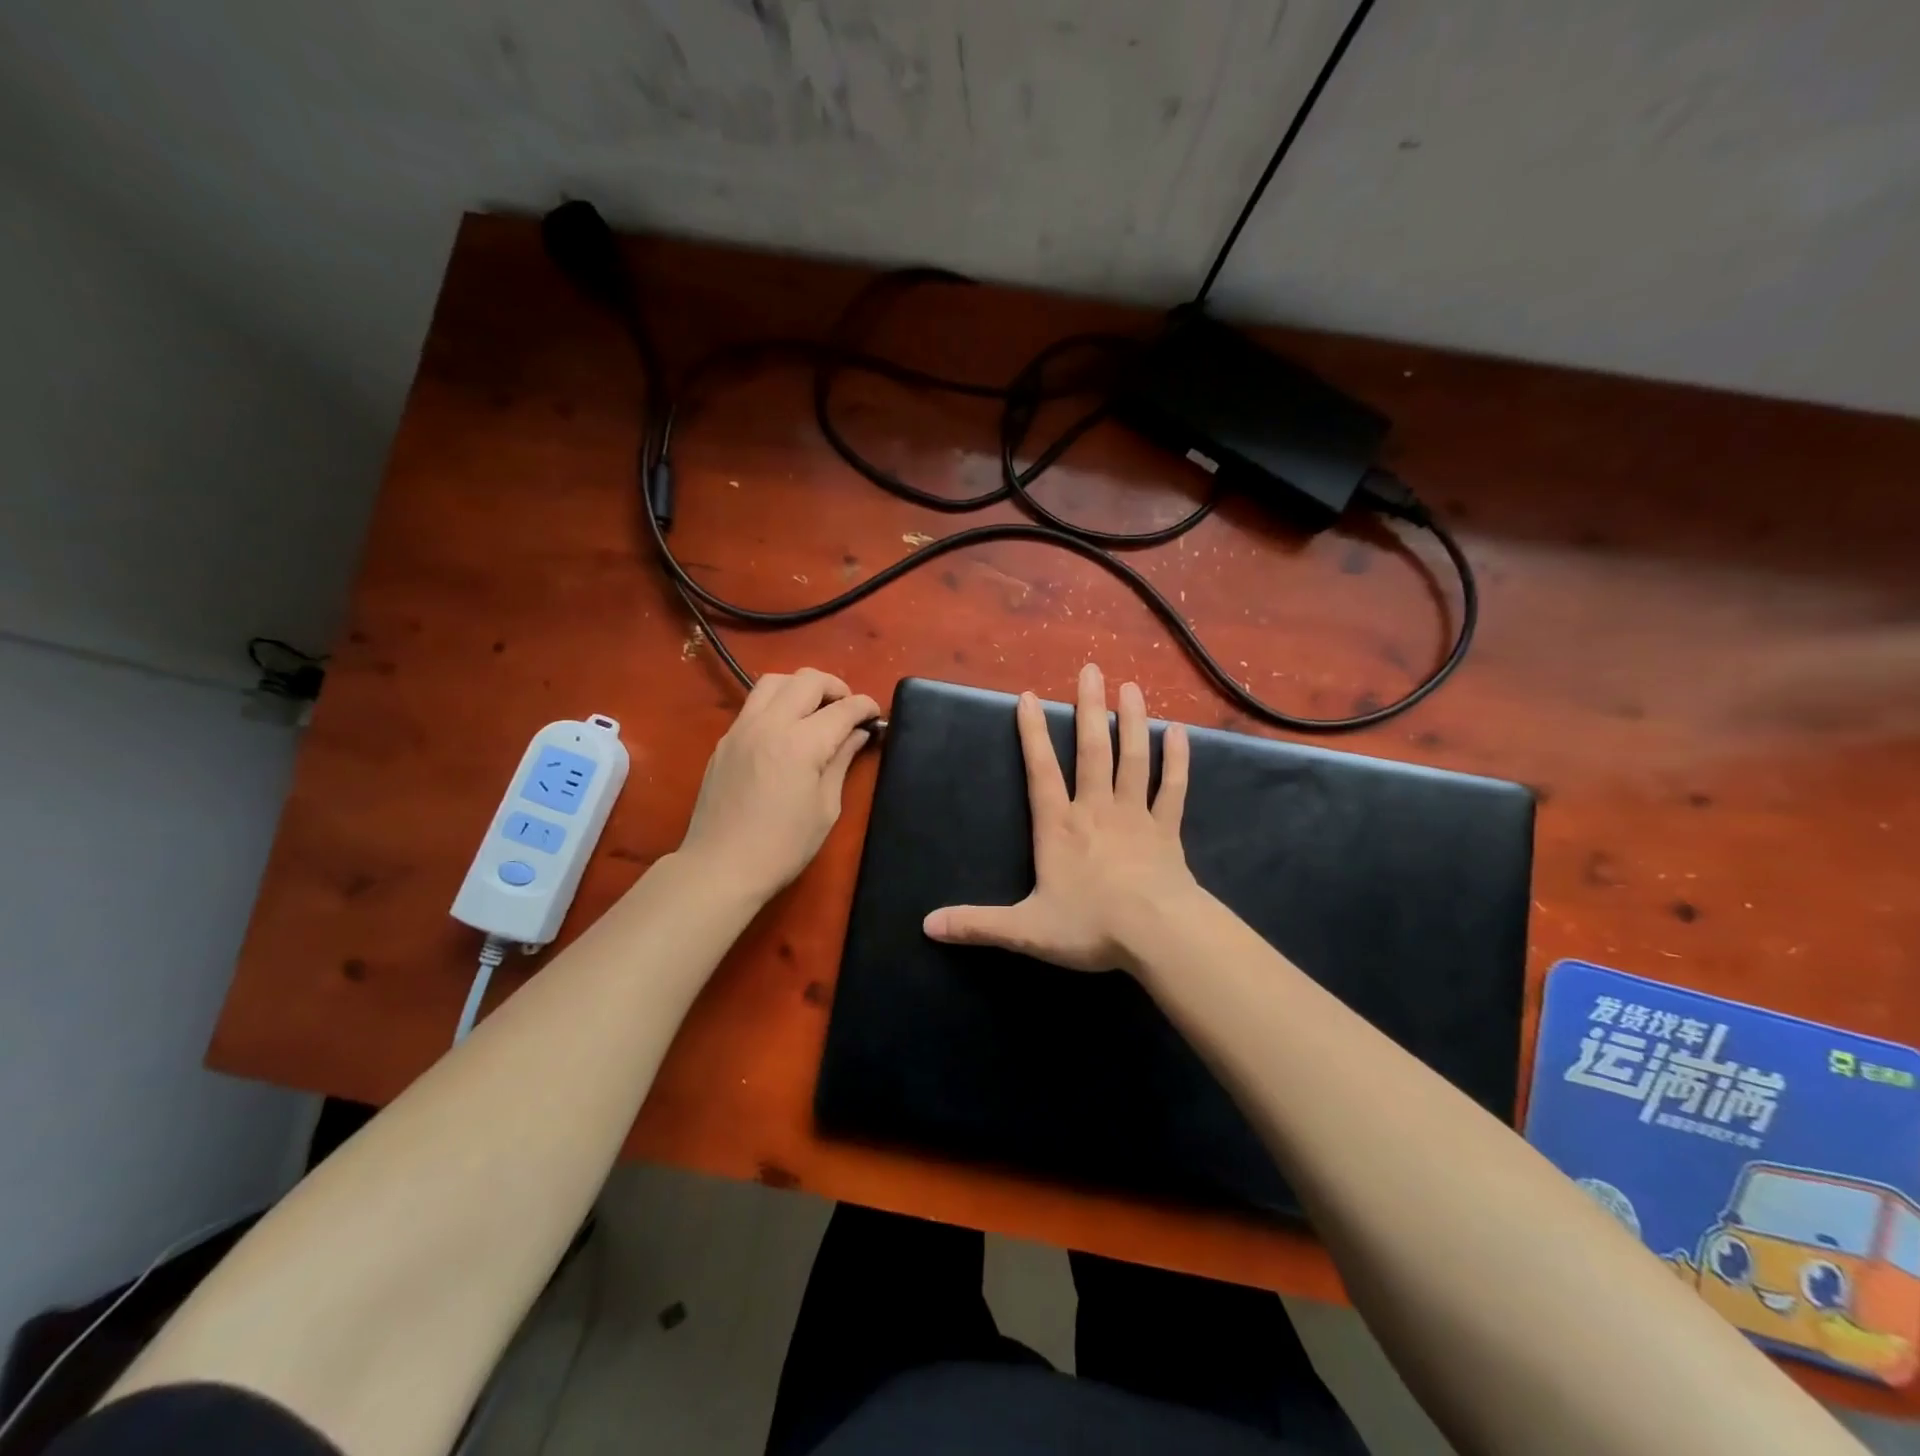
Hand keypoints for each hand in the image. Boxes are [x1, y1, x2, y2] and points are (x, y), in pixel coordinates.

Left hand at [679, 669, 879, 899]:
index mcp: (801, 744)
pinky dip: (777, 702)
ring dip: (801, 686)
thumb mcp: (825, 808)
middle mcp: (770, 724)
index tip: (876, 715)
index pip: (842, 709)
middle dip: (835, 687)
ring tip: (816, 708)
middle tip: (848, 708)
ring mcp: (742, 729)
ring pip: (774, 681)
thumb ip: (841, 761)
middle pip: (807, 680)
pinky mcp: (725, 740)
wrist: (720, 867)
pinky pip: (754, 703)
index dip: (865, 707)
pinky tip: (787, 728)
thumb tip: (856, 735)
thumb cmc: (783, 846)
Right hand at [923, 662, 1198, 972]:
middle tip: (1091, 669)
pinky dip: (1176, 760)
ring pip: (1133, 759)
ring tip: (1131, 686)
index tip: (1029, 697)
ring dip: (1132, 721)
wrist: (1158, 936)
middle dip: (1089, 709)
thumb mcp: (1026, 930)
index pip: (1041, 771)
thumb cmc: (1091, 926)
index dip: (1032, 734)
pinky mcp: (1167, 830)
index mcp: (1059, 827)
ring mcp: (1135, 816)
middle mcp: (1096, 810)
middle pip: (1093, 750)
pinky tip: (1179, 732)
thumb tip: (927, 925)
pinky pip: (1172, 788)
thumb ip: (978, 924)